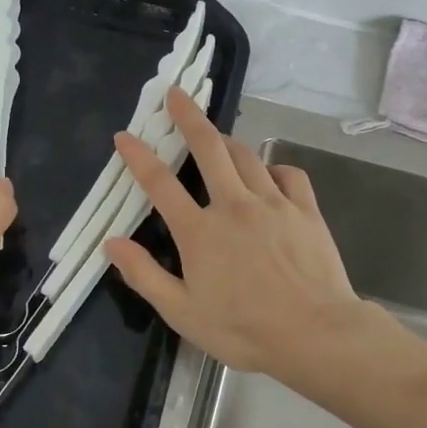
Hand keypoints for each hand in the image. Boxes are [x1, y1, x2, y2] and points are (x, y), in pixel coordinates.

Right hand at [106, 86, 366, 382]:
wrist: (315, 333)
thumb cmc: (244, 330)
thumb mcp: (183, 313)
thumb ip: (145, 275)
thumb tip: (112, 242)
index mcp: (199, 231)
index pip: (160, 183)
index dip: (139, 156)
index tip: (125, 136)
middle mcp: (234, 205)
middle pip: (208, 149)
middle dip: (189, 117)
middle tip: (177, 94)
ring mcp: (273, 203)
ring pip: (247, 156)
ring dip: (228, 141)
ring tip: (217, 136)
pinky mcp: (306, 210)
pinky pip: (289, 174)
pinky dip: (275, 168)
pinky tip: (270, 174)